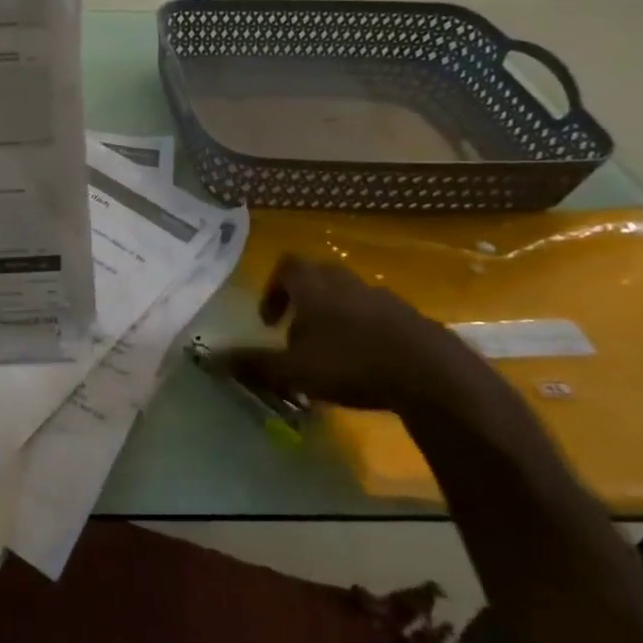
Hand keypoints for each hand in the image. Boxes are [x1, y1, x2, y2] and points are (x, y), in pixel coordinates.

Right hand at [217, 255, 479, 415]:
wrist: (432, 375)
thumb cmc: (351, 364)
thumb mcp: (293, 370)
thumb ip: (252, 363)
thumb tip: (209, 358)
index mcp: (313, 286)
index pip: (285, 267)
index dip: (273, 289)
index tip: (270, 320)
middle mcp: (344, 282)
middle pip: (316, 277)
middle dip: (301, 302)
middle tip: (295, 334)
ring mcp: (380, 297)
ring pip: (346, 296)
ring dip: (332, 316)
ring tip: (329, 352)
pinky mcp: (409, 317)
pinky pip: (374, 314)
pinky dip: (362, 329)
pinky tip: (365, 362)